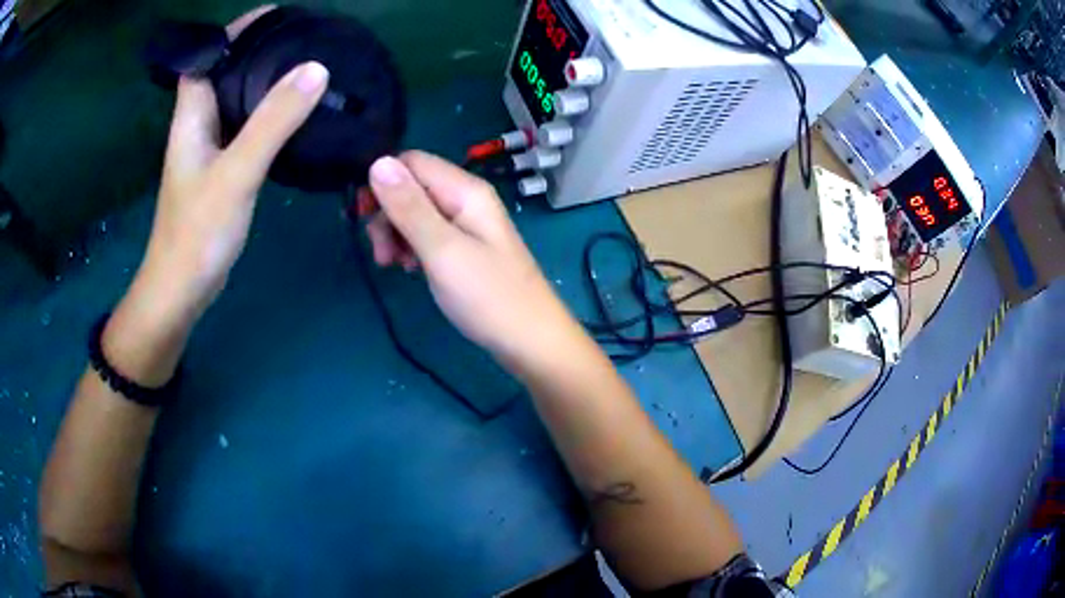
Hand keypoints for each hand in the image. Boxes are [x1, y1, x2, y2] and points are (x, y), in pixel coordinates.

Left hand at [104, 8, 328, 383]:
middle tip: (303, 37)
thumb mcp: (236, 173)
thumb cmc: (197, 233)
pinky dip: (267, 112)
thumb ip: (272, 122)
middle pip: (225, 70)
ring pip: (236, 98)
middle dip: (259, 48)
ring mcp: (209, 147)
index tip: (277, 15)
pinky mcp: (221, 169)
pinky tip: (293, 113)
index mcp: (192, 114)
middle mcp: (198, 123)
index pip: (208, 54)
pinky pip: (245, 126)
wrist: (181, 290)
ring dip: (265, 79)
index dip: (236, 30)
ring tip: (305, 65)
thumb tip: (315, 69)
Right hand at [365, 152, 574, 363]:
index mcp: (465, 190)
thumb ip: (409, 207)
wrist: (531, 341)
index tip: (366, 219)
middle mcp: (465, 199)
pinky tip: (411, 269)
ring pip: (415, 213)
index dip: (383, 183)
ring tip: (395, 266)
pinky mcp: (464, 247)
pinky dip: (412, 248)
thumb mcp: (443, 250)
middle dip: (388, 215)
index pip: (411, 162)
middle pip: (411, 187)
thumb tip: (378, 162)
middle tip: (382, 255)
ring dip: (396, 235)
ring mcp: (466, 224)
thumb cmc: (489, 297)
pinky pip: (427, 234)